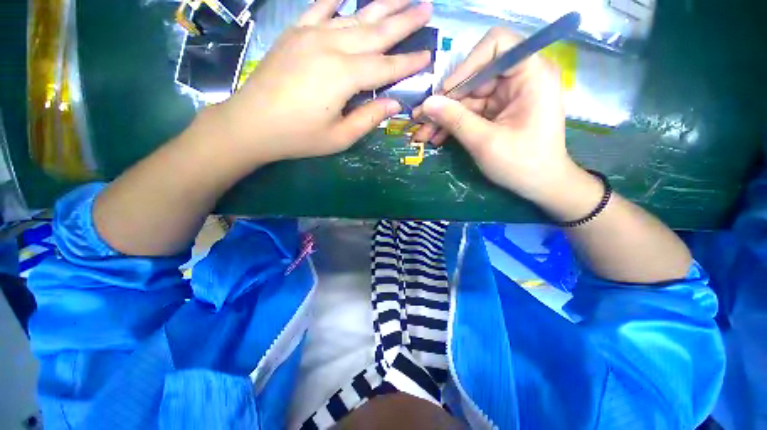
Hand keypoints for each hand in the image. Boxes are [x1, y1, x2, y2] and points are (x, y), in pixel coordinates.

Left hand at [213, 0, 432, 163]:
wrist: (250, 124)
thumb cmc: (298, 137)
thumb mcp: (339, 137)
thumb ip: (368, 118)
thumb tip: (394, 104)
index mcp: (343, 76)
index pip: (385, 66)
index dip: (408, 62)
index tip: (428, 54)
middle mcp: (331, 47)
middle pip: (375, 31)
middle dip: (404, 20)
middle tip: (427, 7)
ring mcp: (310, 35)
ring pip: (354, 16)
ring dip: (380, 6)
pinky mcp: (294, 33)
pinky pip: (319, 8)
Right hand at [413, 27, 574, 200]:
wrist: (540, 184)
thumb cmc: (521, 163)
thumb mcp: (485, 142)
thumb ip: (455, 119)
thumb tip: (426, 104)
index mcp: (531, 74)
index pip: (496, 44)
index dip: (466, 65)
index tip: (446, 92)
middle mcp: (520, 78)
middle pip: (475, 76)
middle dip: (446, 101)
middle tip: (421, 120)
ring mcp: (508, 95)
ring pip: (468, 97)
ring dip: (444, 117)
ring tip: (423, 134)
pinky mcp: (499, 111)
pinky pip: (471, 111)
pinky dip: (454, 124)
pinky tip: (436, 137)